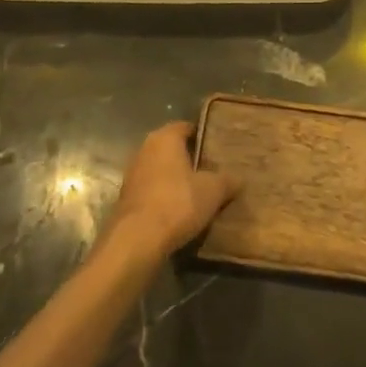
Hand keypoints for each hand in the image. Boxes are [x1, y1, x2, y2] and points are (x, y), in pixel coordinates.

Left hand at [106, 122, 237, 260]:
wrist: (137, 239)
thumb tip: (239, 179)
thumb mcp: (214, 191)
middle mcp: (144, 149)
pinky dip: (164, 195)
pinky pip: (151, 189)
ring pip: (160, 169)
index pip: (186, 127)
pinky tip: (179, 209)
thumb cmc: (178, 203)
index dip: (203, 135)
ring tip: (199, 191)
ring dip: (176, 178)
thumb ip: (228, 180)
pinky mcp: (126, 198)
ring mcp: (132, 174)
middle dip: (190, 158)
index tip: (218, 147)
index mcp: (165, 138)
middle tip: (213, 170)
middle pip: (172, 148)